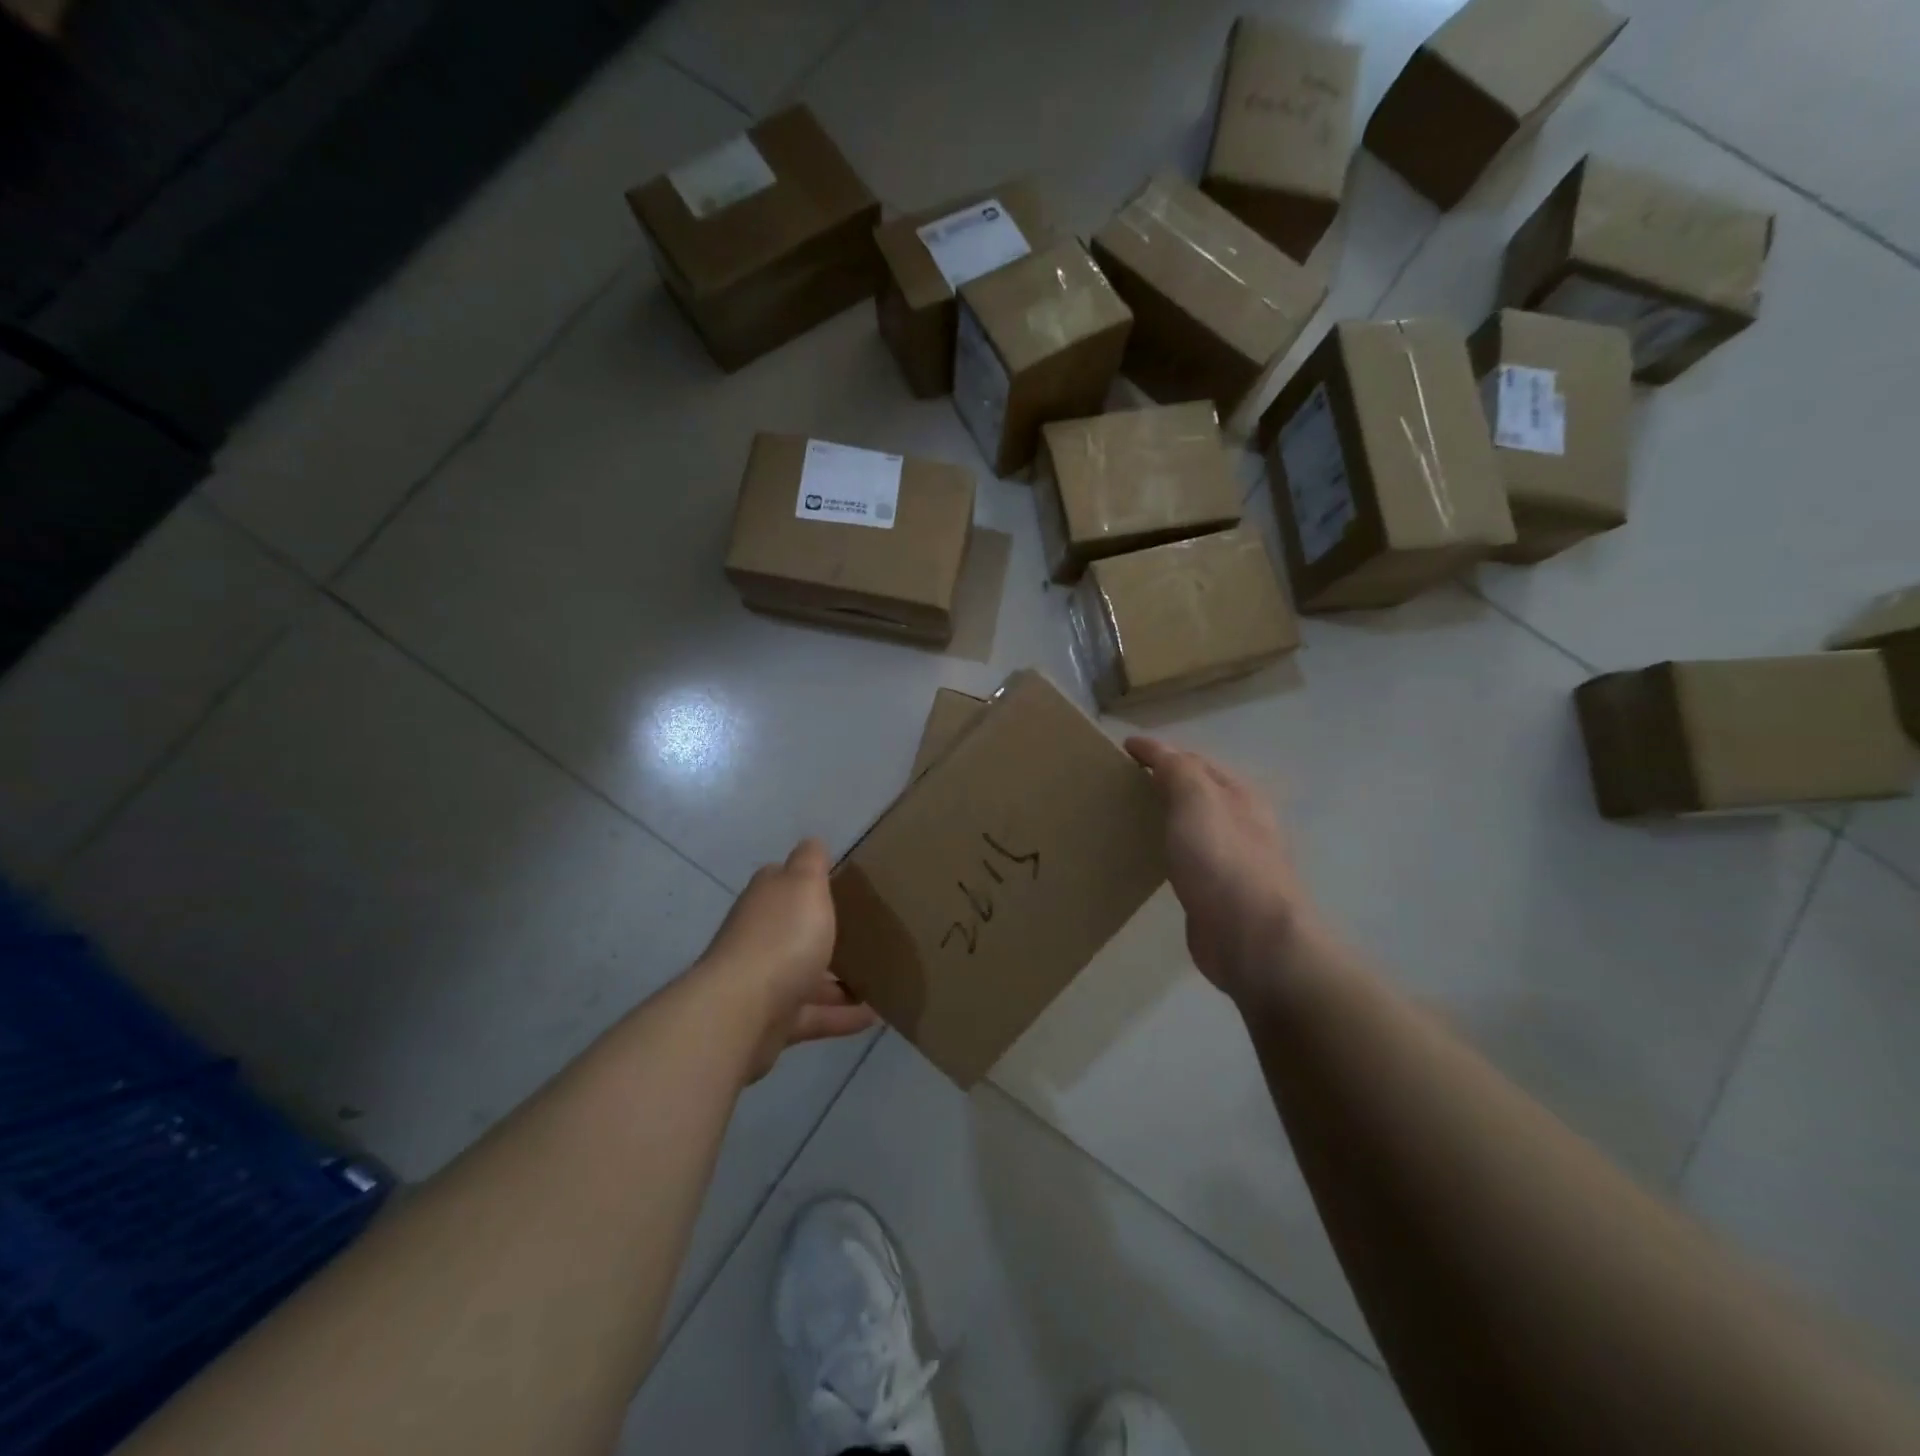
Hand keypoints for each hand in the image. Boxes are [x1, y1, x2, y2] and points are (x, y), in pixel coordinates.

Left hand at [697, 839, 877, 1081]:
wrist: (743, 1012)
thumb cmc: (781, 938)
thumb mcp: (804, 885)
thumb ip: (811, 862)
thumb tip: (813, 842)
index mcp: (767, 899)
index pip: (784, 882)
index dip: (809, 881)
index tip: (844, 886)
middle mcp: (760, 937)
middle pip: (796, 931)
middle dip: (826, 933)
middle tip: (871, 934)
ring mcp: (765, 981)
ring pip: (807, 976)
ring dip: (839, 980)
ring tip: (881, 979)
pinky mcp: (774, 1022)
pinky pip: (814, 1016)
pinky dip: (842, 1016)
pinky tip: (874, 1015)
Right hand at [1126, 737, 1323, 1007]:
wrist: (1252, 939)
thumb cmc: (1224, 861)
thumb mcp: (1197, 801)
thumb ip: (1177, 771)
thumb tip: (1155, 749)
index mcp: (1240, 795)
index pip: (1195, 761)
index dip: (1159, 752)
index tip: (1123, 749)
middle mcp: (1241, 823)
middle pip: (1197, 793)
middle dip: (1164, 782)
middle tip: (1120, 783)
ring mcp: (1231, 860)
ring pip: (1192, 826)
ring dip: (1165, 816)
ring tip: (1127, 816)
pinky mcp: (1216, 894)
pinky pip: (1186, 859)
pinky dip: (1166, 849)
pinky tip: (1148, 858)